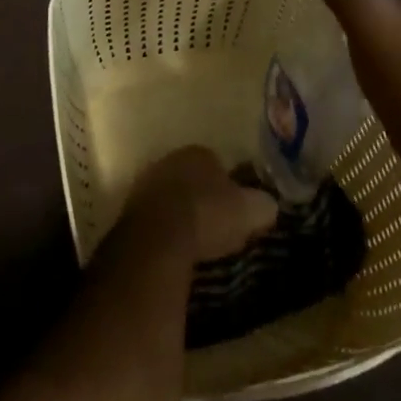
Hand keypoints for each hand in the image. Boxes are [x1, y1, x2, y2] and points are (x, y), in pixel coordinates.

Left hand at [116, 146, 277, 264]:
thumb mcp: (248, 211)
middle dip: (202, 197)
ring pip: (171, 195)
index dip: (227, 187)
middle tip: (215, 225)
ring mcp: (146, 182)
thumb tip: (269, 205)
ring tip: (196, 241)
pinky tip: (175, 248)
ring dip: (181, 213)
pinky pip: (155, 216)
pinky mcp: (131, 208)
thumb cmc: (208, 214)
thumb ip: (261, 205)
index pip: (216, 163)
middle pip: (191, 178)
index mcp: (198, 153)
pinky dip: (165, 229)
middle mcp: (170, 159)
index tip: (234, 210)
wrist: (159, 236)